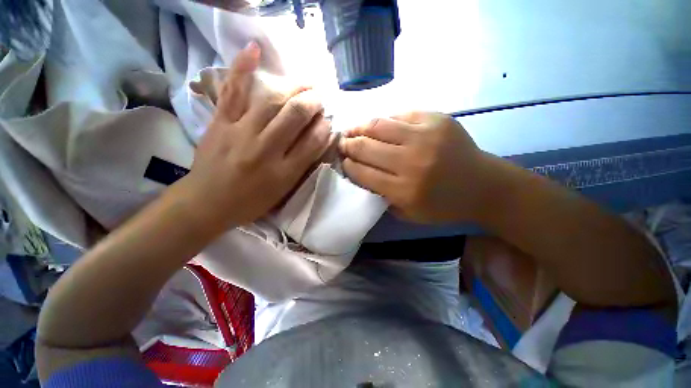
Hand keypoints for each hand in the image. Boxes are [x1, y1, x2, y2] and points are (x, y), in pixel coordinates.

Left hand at [177, 42, 330, 230]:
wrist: (207, 202)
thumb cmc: (251, 201)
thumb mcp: (284, 190)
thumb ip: (302, 164)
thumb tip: (318, 138)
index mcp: (284, 172)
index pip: (313, 142)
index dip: (325, 127)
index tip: (328, 121)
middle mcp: (265, 150)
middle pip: (295, 116)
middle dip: (313, 102)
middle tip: (320, 98)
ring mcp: (240, 132)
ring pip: (271, 101)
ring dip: (293, 88)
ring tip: (305, 83)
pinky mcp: (221, 122)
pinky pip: (233, 91)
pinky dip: (243, 67)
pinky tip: (255, 49)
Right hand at [339, 112, 496, 223]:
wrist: (483, 185)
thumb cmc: (443, 205)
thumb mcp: (409, 213)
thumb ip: (382, 197)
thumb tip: (360, 175)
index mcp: (404, 190)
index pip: (363, 173)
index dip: (348, 165)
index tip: (342, 161)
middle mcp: (412, 162)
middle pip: (366, 148)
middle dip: (348, 145)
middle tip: (341, 144)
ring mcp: (425, 136)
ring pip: (378, 126)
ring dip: (359, 127)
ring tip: (352, 130)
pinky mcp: (436, 119)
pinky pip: (399, 115)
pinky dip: (383, 121)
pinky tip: (377, 125)